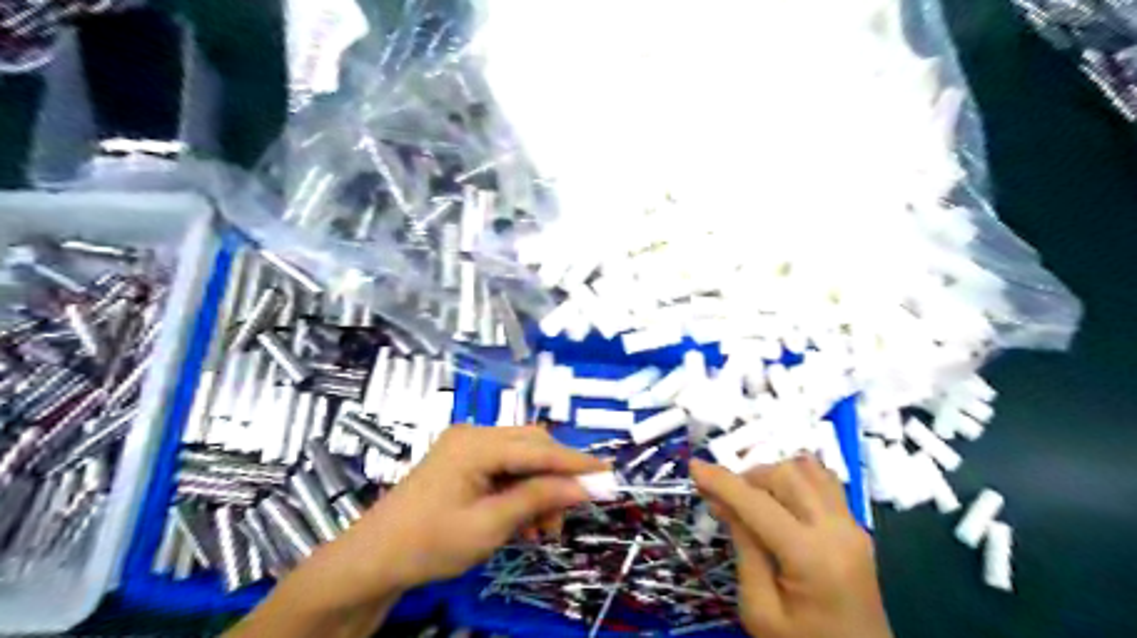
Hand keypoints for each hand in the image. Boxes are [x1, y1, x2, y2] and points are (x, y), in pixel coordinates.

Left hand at [291, 425, 601, 608]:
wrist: (373, 560)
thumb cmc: (428, 543)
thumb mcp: (489, 526)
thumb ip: (537, 499)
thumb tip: (583, 487)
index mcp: (476, 444)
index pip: (539, 449)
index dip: (576, 462)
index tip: (608, 474)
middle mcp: (474, 435)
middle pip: (532, 446)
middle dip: (556, 477)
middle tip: (571, 511)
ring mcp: (467, 447)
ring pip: (521, 458)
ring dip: (539, 487)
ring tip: (544, 528)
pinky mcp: (463, 462)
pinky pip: (505, 468)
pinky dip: (521, 490)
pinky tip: (525, 520)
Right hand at [689, 456, 891, 634]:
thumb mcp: (760, 611)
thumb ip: (744, 549)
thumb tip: (724, 501)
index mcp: (811, 557)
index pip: (758, 504)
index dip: (722, 481)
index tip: (694, 466)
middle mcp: (837, 530)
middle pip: (786, 476)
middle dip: (749, 479)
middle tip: (725, 500)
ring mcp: (852, 526)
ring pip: (807, 470)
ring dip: (773, 475)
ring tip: (753, 500)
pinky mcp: (857, 527)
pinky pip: (825, 482)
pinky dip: (797, 477)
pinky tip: (781, 496)